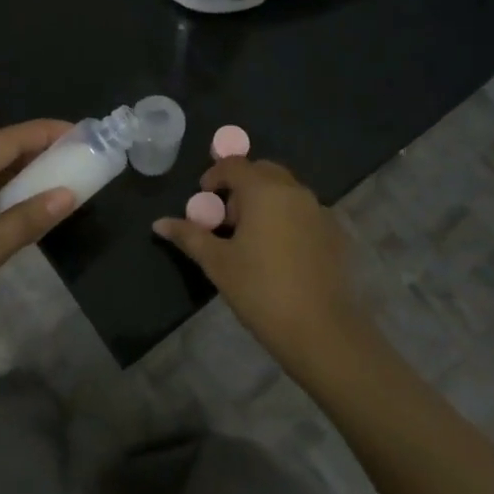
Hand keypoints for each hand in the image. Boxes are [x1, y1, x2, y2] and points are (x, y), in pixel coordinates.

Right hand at [153, 157, 360, 361]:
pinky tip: (279, 253)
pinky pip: (304, 212)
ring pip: (286, 191)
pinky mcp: (335, 232)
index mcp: (264, 191)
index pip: (235, 165)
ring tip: (251, 238)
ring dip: (265, 201)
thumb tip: (159, 223)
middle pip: (263, 172)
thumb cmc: (260, 290)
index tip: (204, 198)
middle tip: (227, 218)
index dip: (215, 176)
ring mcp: (319, 210)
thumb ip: (189, 236)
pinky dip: (287, 218)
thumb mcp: (217, 263)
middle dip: (242, 186)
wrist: (319, 329)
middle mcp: (294, 191)